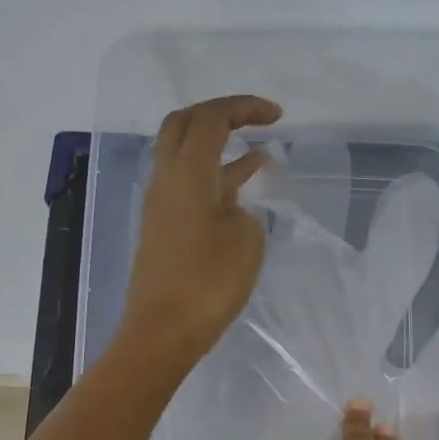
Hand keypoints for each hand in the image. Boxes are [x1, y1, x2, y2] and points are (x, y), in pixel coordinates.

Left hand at [116, 94, 282, 366]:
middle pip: (185, 126)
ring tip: (260, 156)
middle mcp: (166, 179)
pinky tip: (240, 194)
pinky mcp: (163, 230)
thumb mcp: (246, 240)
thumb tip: (232, 209)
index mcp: (186, 171)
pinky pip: (189, 189)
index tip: (277, 116)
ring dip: (220, 150)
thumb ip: (245, 212)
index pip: (211, 118)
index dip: (244, 108)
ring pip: (186, 158)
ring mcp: (161, 205)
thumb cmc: (207, 282)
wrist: (163, 332)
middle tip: (256, 122)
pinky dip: (215, 180)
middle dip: (221, 116)